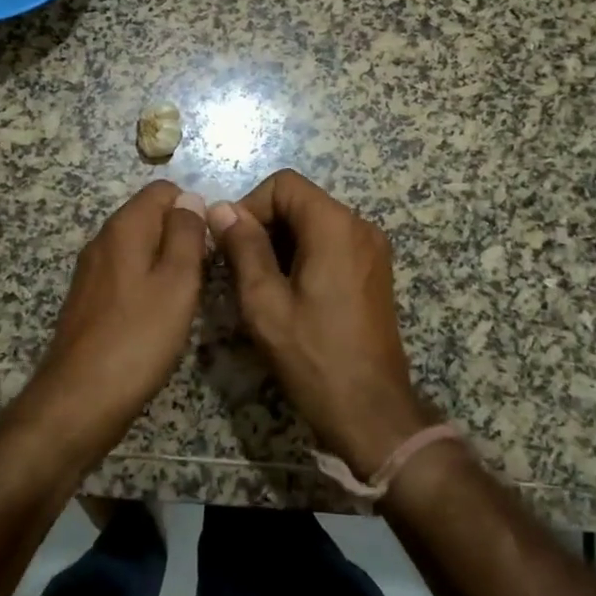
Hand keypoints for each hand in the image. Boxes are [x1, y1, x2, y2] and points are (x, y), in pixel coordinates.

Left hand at [27, 181, 209, 452]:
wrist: (79, 399)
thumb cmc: (138, 337)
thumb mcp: (177, 281)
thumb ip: (186, 234)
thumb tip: (191, 198)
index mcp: (124, 227)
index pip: (163, 190)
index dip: (193, 208)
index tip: (211, 244)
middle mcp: (103, 240)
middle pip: (150, 217)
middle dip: (181, 236)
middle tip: (203, 275)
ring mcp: (92, 271)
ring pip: (139, 248)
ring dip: (166, 263)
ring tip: (186, 297)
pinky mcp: (89, 299)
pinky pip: (127, 274)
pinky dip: (148, 284)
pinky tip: (159, 316)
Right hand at [208, 169, 436, 477]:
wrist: (372, 411)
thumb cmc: (313, 357)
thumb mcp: (265, 303)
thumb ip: (243, 248)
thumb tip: (221, 208)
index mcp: (335, 226)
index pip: (283, 184)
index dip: (250, 206)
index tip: (231, 245)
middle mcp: (360, 226)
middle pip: (300, 201)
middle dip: (264, 225)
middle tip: (240, 268)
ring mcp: (372, 249)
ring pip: (314, 222)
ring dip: (281, 242)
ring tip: (261, 285)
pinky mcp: (374, 270)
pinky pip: (332, 243)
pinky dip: (304, 255)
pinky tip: (289, 293)